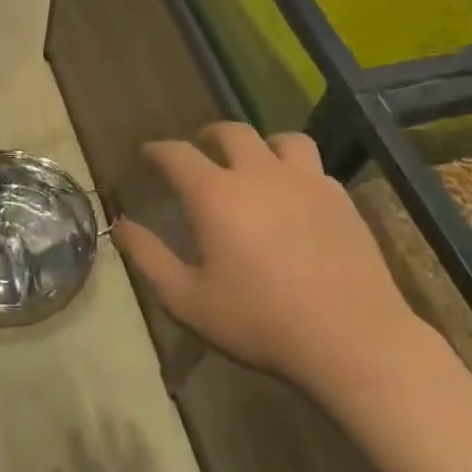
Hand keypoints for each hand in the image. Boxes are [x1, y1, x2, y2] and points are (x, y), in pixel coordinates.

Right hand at [113, 123, 417, 383]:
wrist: (351, 339)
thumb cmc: (259, 321)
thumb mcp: (187, 300)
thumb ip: (148, 258)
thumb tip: (120, 225)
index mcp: (214, 194)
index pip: (177, 153)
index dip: (157, 150)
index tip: (148, 154)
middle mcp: (258, 173)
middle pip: (231, 132)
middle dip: (208, 136)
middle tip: (200, 150)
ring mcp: (305, 181)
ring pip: (281, 139)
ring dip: (261, 145)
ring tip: (256, 163)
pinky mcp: (340, 197)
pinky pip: (314, 167)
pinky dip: (297, 171)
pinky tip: (296, 197)